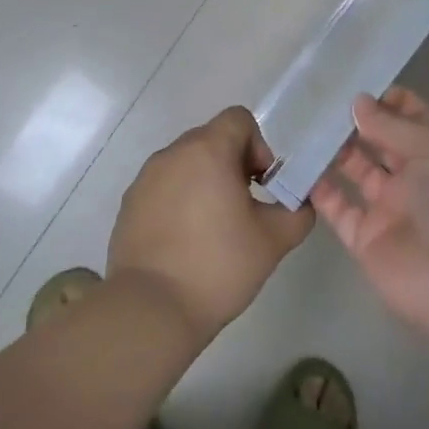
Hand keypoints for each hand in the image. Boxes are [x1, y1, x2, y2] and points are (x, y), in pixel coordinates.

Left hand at [107, 106, 314, 344]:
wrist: (151, 309)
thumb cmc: (218, 266)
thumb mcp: (274, 240)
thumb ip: (297, 212)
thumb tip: (299, 203)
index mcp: (207, 150)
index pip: (238, 119)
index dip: (259, 146)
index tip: (262, 186)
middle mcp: (172, 153)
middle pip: (212, 139)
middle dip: (234, 165)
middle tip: (244, 208)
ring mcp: (145, 178)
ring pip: (186, 164)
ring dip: (205, 183)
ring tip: (214, 228)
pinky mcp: (129, 204)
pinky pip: (164, 188)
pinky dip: (180, 202)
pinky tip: (186, 243)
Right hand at [311, 86, 428, 344]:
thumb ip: (393, 125)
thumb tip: (358, 102)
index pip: (414, 117)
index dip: (387, 99)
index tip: (351, 83)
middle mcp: (419, 178)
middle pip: (382, 142)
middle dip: (355, 122)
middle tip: (318, 100)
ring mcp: (391, 209)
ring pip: (357, 171)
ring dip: (334, 151)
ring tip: (303, 125)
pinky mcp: (366, 238)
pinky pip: (338, 208)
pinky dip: (319, 190)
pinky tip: (296, 165)